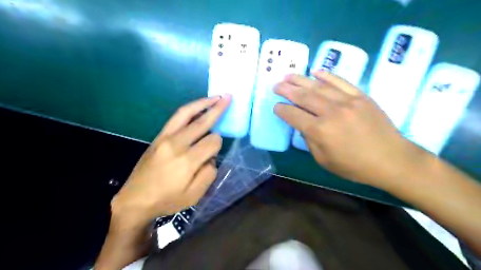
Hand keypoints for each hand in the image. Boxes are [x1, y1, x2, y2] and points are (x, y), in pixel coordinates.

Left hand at [112, 94, 232, 229]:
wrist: (135, 199)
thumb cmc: (167, 200)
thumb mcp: (194, 195)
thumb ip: (208, 173)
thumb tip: (210, 156)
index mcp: (187, 161)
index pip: (212, 142)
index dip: (218, 144)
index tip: (214, 152)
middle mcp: (176, 144)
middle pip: (201, 122)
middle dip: (217, 109)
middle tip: (228, 97)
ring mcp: (165, 137)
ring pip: (186, 113)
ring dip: (202, 103)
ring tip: (215, 97)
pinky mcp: (158, 136)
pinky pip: (176, 118)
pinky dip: (190, 109)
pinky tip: (198, 106)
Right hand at [275, 70, 427, 189]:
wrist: (392, 160)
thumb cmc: (354, 166)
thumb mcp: (324, 160)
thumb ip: (310, 140)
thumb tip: (304, 125)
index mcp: (320, 131)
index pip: (294, 115)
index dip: (282, 110)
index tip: (276, 106)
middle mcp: (331, 112)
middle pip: (303, 96)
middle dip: (286, 90)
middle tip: (276, 85)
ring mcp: (347, 101)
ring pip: (318, 86)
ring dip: (301, 79)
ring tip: (288, 75)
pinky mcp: (360, 96)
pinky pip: (340, 81)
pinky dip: (326, 75)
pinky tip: (315, 71)